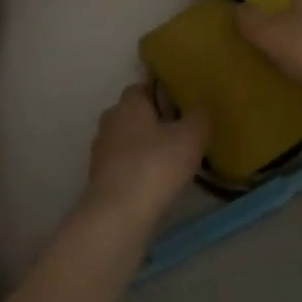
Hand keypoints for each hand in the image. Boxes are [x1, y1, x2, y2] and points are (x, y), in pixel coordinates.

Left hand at [77, 83, 208, 234]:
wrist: (118, 215)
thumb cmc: (155, 166)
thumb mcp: (190, 137)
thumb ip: (199, 117)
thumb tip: (201, 107)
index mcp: (129, 103)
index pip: (144, 85)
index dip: (162, 91)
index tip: (182, 102)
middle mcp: (111, 120)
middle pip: (134, 113)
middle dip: (155, 120)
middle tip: (182, 131)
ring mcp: (101, 150)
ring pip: (128, 140)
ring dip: (146, 146)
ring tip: (173, 159)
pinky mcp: (100, 178)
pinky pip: (124, 164)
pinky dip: (138, 168)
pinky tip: (157, 182)